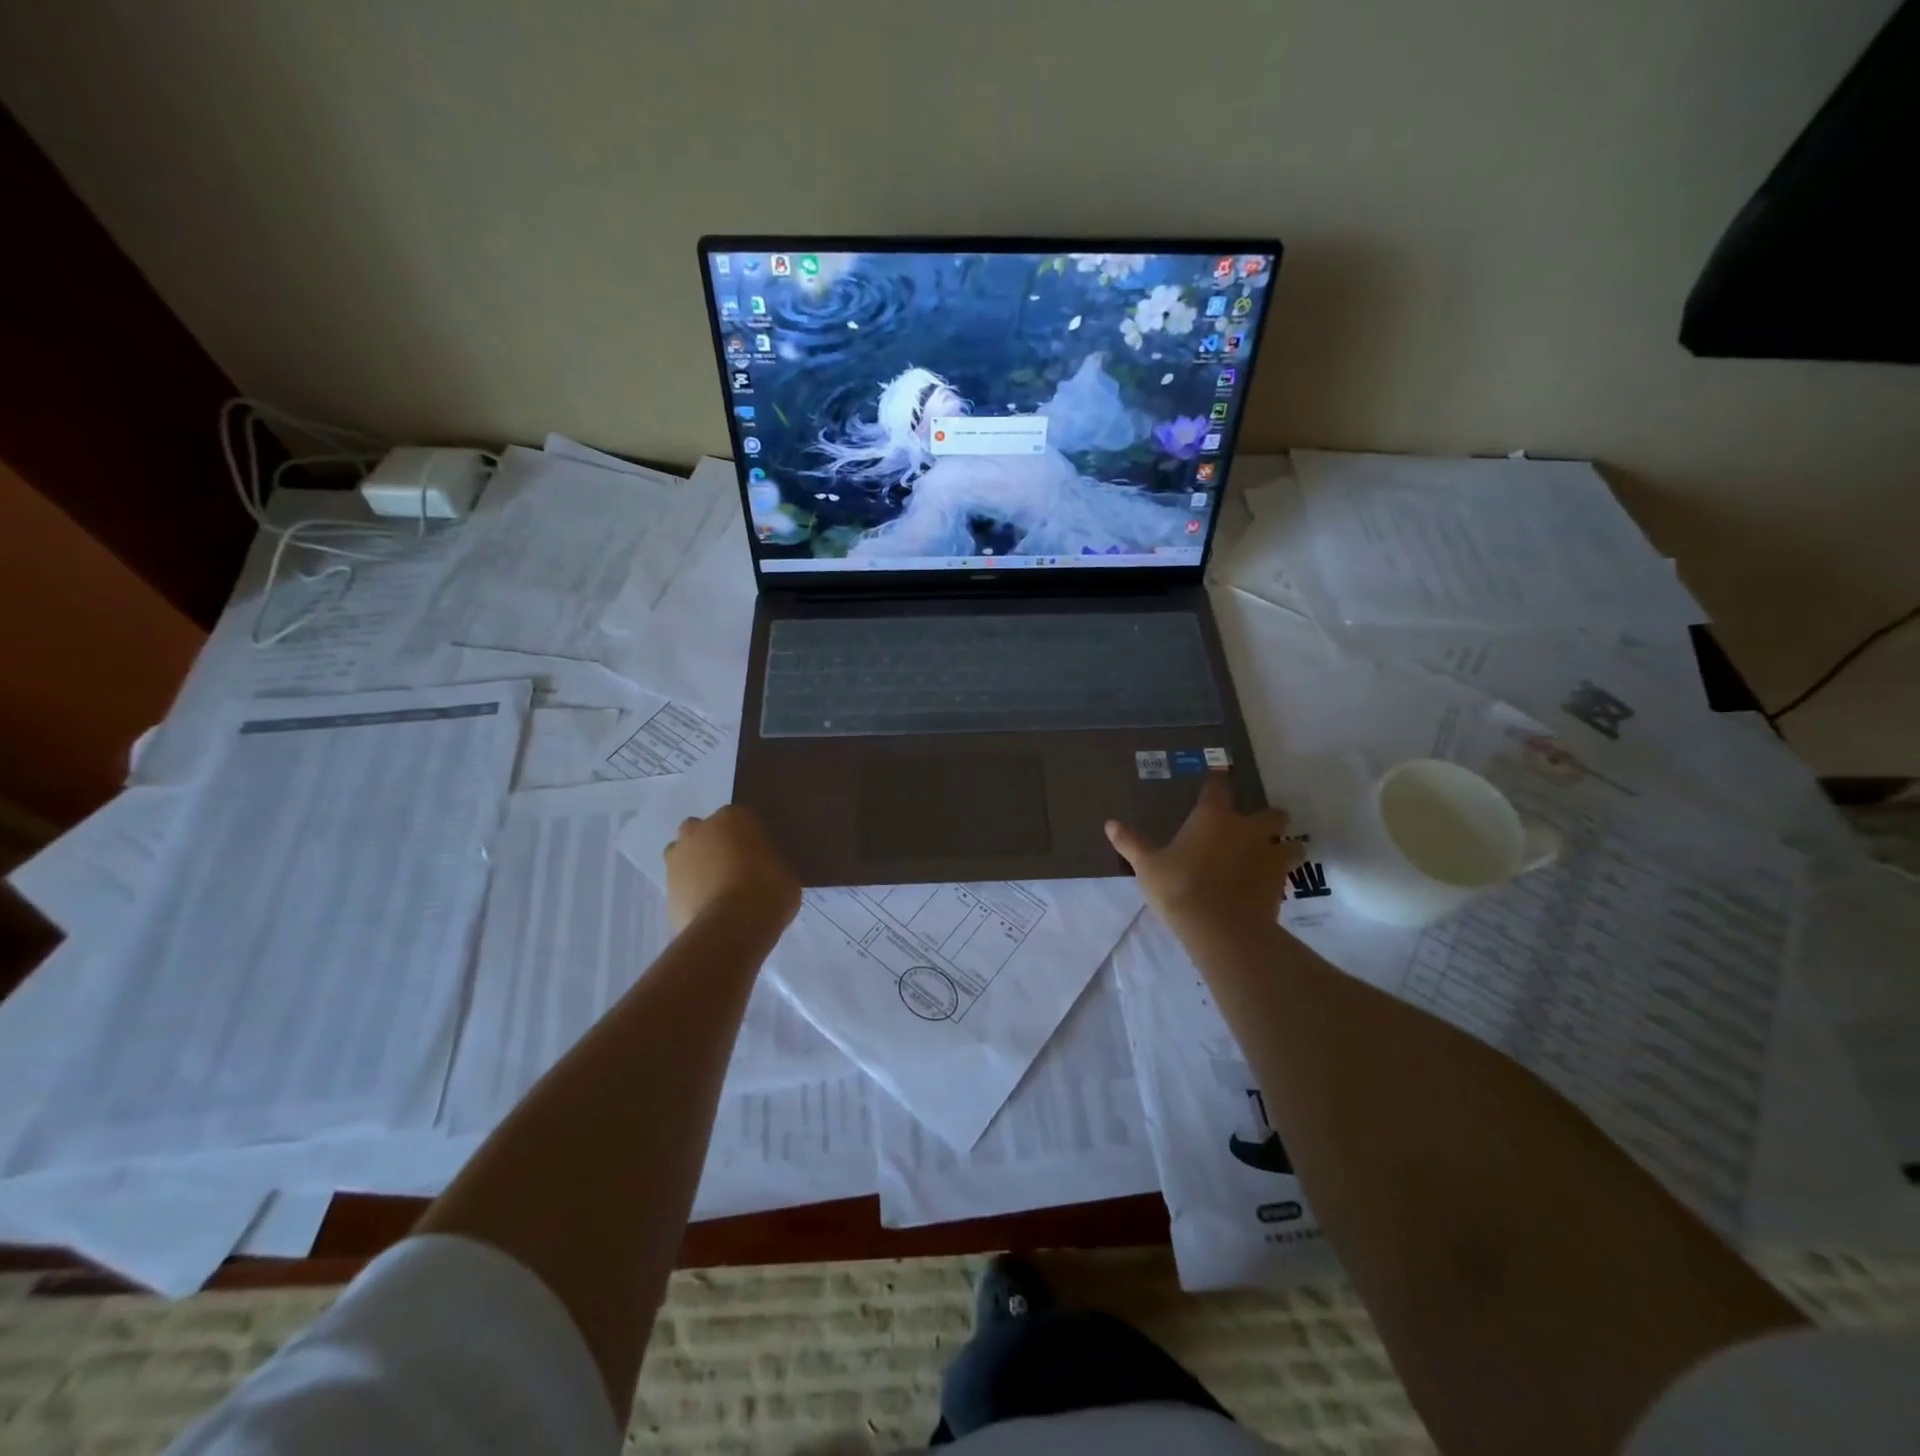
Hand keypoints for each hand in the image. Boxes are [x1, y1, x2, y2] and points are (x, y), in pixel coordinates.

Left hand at [663, 805, 801, 934]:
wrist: (732, 926)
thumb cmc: (768, 889)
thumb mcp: (785, 871)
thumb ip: (770, 862)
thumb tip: (766, 867)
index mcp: (733, 817)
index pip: (740, 819)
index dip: (748, 838)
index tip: (758, 855)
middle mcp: (699, 830)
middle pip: (704, 831)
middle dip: (713, 845)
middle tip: (734, 869)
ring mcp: (677, 859)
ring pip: (685, 856)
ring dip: (696, 867)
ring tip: (718, 892)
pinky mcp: (666, 889)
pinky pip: (681, 886)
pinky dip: (691, 894)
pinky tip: (709, 911)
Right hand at [1106, 772, 1301, 932]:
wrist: (1221, 929)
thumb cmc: (1180, 887)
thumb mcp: (1148, 866)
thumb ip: (1132, 843)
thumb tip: (1110, 824)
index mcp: (1213, 817)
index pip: (1218, 788)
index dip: (1219, 779)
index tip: (1221, 773)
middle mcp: (1247, 830)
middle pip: (1272, 814)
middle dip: (1269, 817)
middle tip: (1258, 825)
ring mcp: (1269, 857)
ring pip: (1291, 844)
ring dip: (1285, 847)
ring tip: (1276, 854)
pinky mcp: (1280, 885)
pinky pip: (1287, 874)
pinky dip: (1281, 876)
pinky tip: (1270, 885)